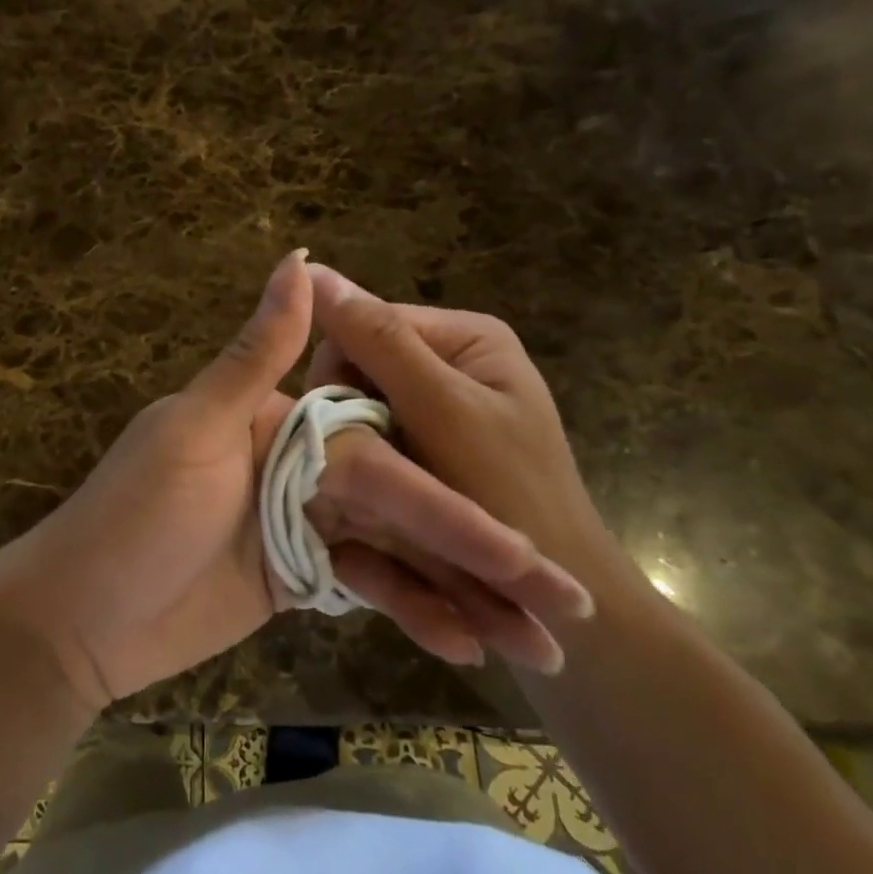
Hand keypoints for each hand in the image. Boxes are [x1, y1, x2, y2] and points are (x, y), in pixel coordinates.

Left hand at [0, 251, 594, 710]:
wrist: (75, 618)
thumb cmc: (132, 517)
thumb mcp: (195, 429)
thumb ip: (257, 353)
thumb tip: (302, 257)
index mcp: (284, 422)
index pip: (385, 458)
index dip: (454, 501)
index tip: (526, 540)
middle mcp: (301, 465)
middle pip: (403, 507)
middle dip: (479, 555)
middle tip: (566, 606)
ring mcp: (301, 525)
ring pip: (396, 552)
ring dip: (461, 594)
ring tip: (540, 645)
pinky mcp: (296, 578)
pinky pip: (366, 588)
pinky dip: (411, 613)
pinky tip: (468, 645)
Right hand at [305, 264, 633, 663]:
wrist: (561, 605)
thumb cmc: (509, 499)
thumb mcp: (442, 413)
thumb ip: (380, 341)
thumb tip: (311, 269)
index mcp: (467, 334)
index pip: (366, 322)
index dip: (339, 373)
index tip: (339, 433)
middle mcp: (456, 358)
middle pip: (363, 364)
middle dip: (352, 414)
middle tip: (363, 466)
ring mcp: (446, 401)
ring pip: (364, 403)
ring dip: (359, 442)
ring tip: (374, 486)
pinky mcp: (436, 441)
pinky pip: (380, 433)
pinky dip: (373, 462)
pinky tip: (382, 492)